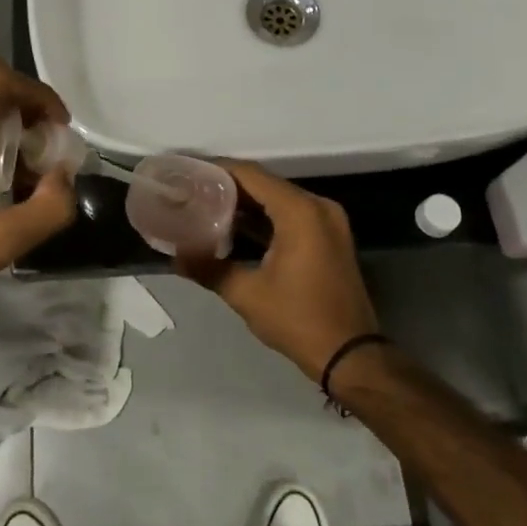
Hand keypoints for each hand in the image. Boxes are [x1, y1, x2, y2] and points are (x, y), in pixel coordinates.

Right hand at [176, 162, 379, 381]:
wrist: (351, 356)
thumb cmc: (298, 319)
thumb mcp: (246, 294)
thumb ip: (208, 268)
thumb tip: (175, 256)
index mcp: (299, 211)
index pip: (251, 175)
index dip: (217, 169)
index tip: (189, 172)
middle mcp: (317, 206)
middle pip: (265, 183)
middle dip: (229, 186)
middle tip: (193, 190)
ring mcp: (328, 221)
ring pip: (278, 198)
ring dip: (246, 203)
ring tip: (207, 206)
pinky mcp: (330, 237)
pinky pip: (292, 214)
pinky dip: (266, 217)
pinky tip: (236, 228)